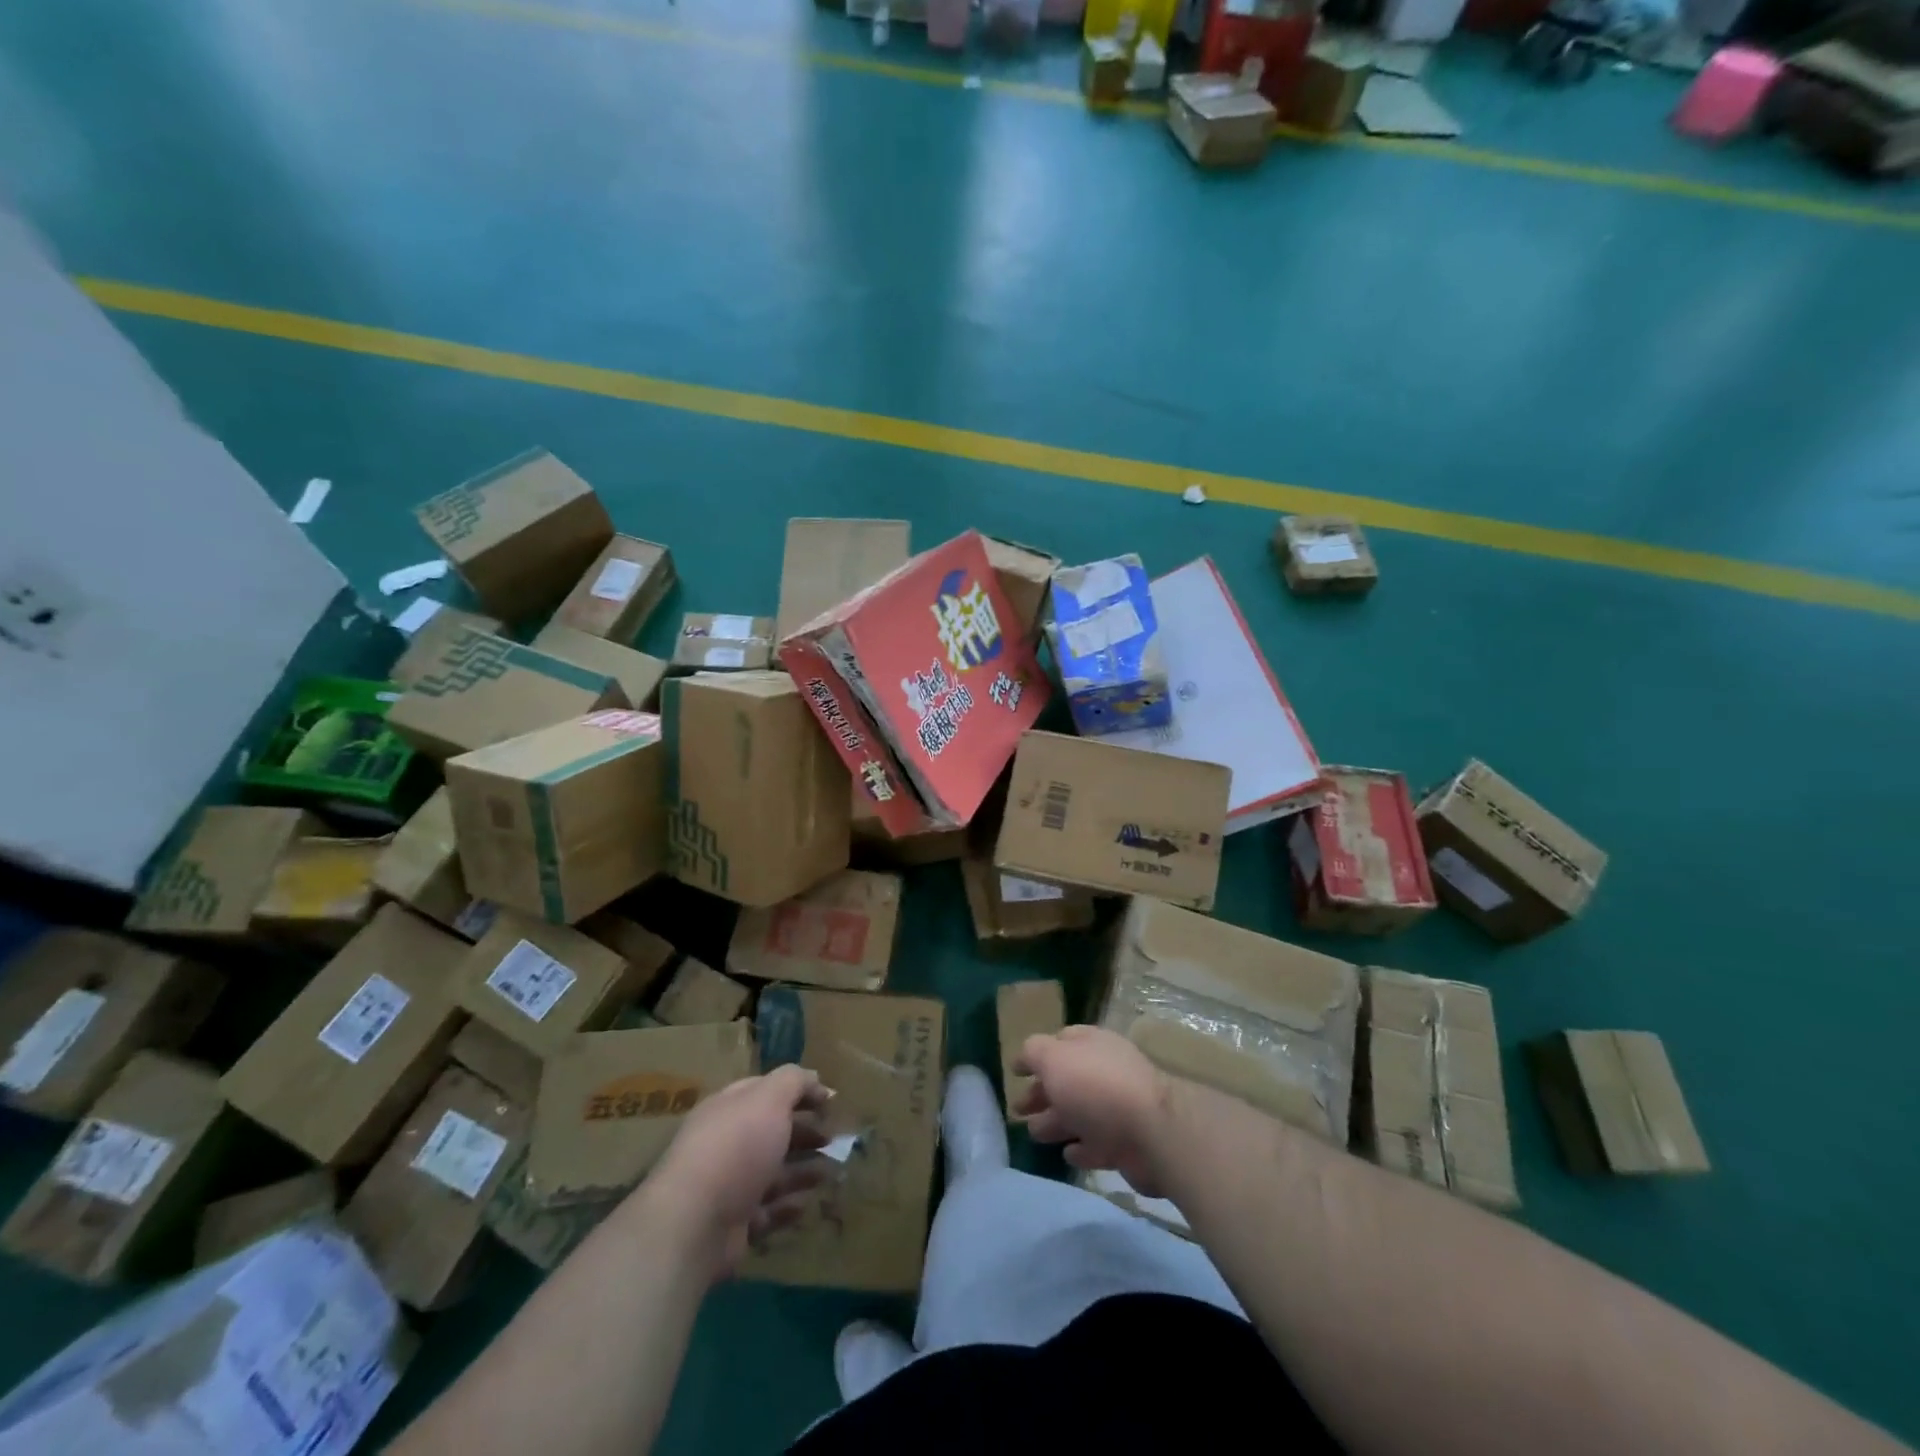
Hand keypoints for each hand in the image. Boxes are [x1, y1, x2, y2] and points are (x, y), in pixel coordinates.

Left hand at [648, 1065, 831, 1278]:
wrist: (694, 1223)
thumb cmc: (735, 1147)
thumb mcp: (769, 1098)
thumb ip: (794, 1081)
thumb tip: (815, 1079)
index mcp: (730, 1108)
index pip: (766, 1091)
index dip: (799, 1092)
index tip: (830, 1101)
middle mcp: (727, 1143)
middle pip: (772, 1132)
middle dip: (805, 1133)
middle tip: (835, 1138)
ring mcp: (729, 1185)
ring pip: (773, 1173)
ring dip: (803, 1170)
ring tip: (831, 1171)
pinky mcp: (734, 1225)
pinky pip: (767, 1211)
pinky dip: (788, 1207)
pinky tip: (806, 1204)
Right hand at [1014, 1026, 1175, 1198]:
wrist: (1152, 1132)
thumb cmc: (1096, 1086)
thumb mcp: (1054, 1058)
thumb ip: (1034, 1053)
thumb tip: (1023, 1057)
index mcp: (1091, 1045)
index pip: (1061, 1042)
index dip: (1037, 1055)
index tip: (1016, 1072)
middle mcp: (1105, 1071)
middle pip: (1067, 1080)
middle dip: (1042, 1093)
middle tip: (1018, 1110)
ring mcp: (1118, 1108)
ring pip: (1079, 1113)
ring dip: (1056, 1121)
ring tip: (1034, 1133)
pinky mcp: (1127, 1144)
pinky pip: (1097, 1144)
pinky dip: (1081, 1147)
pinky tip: (1068, 1153)